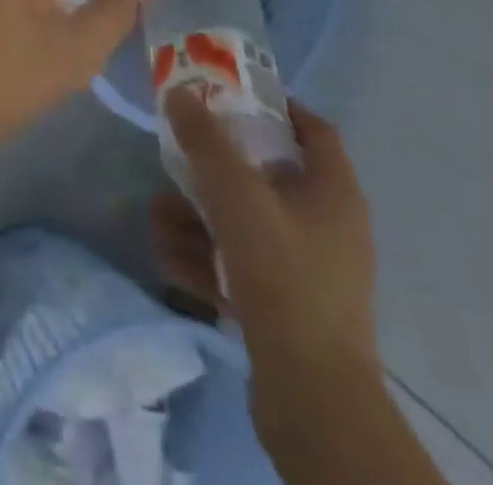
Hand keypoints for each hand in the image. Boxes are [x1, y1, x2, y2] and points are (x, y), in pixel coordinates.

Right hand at [153, 93, 380, 427]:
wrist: (312, 399)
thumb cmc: (283, 277)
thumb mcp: (237, 197)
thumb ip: (206, 141)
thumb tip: (180, 92)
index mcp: (333, 192)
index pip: (312, 128)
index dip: (273, 105)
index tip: (226, 94)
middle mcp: (326, 225)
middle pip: (265, 174)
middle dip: (213, 167)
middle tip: (176, 157)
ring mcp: (308, 269)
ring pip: (245, 222)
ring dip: (198, 216)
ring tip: (159, 218)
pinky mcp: (288, 306)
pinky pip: (242, 264)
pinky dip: (208, 258)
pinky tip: (171, 260)